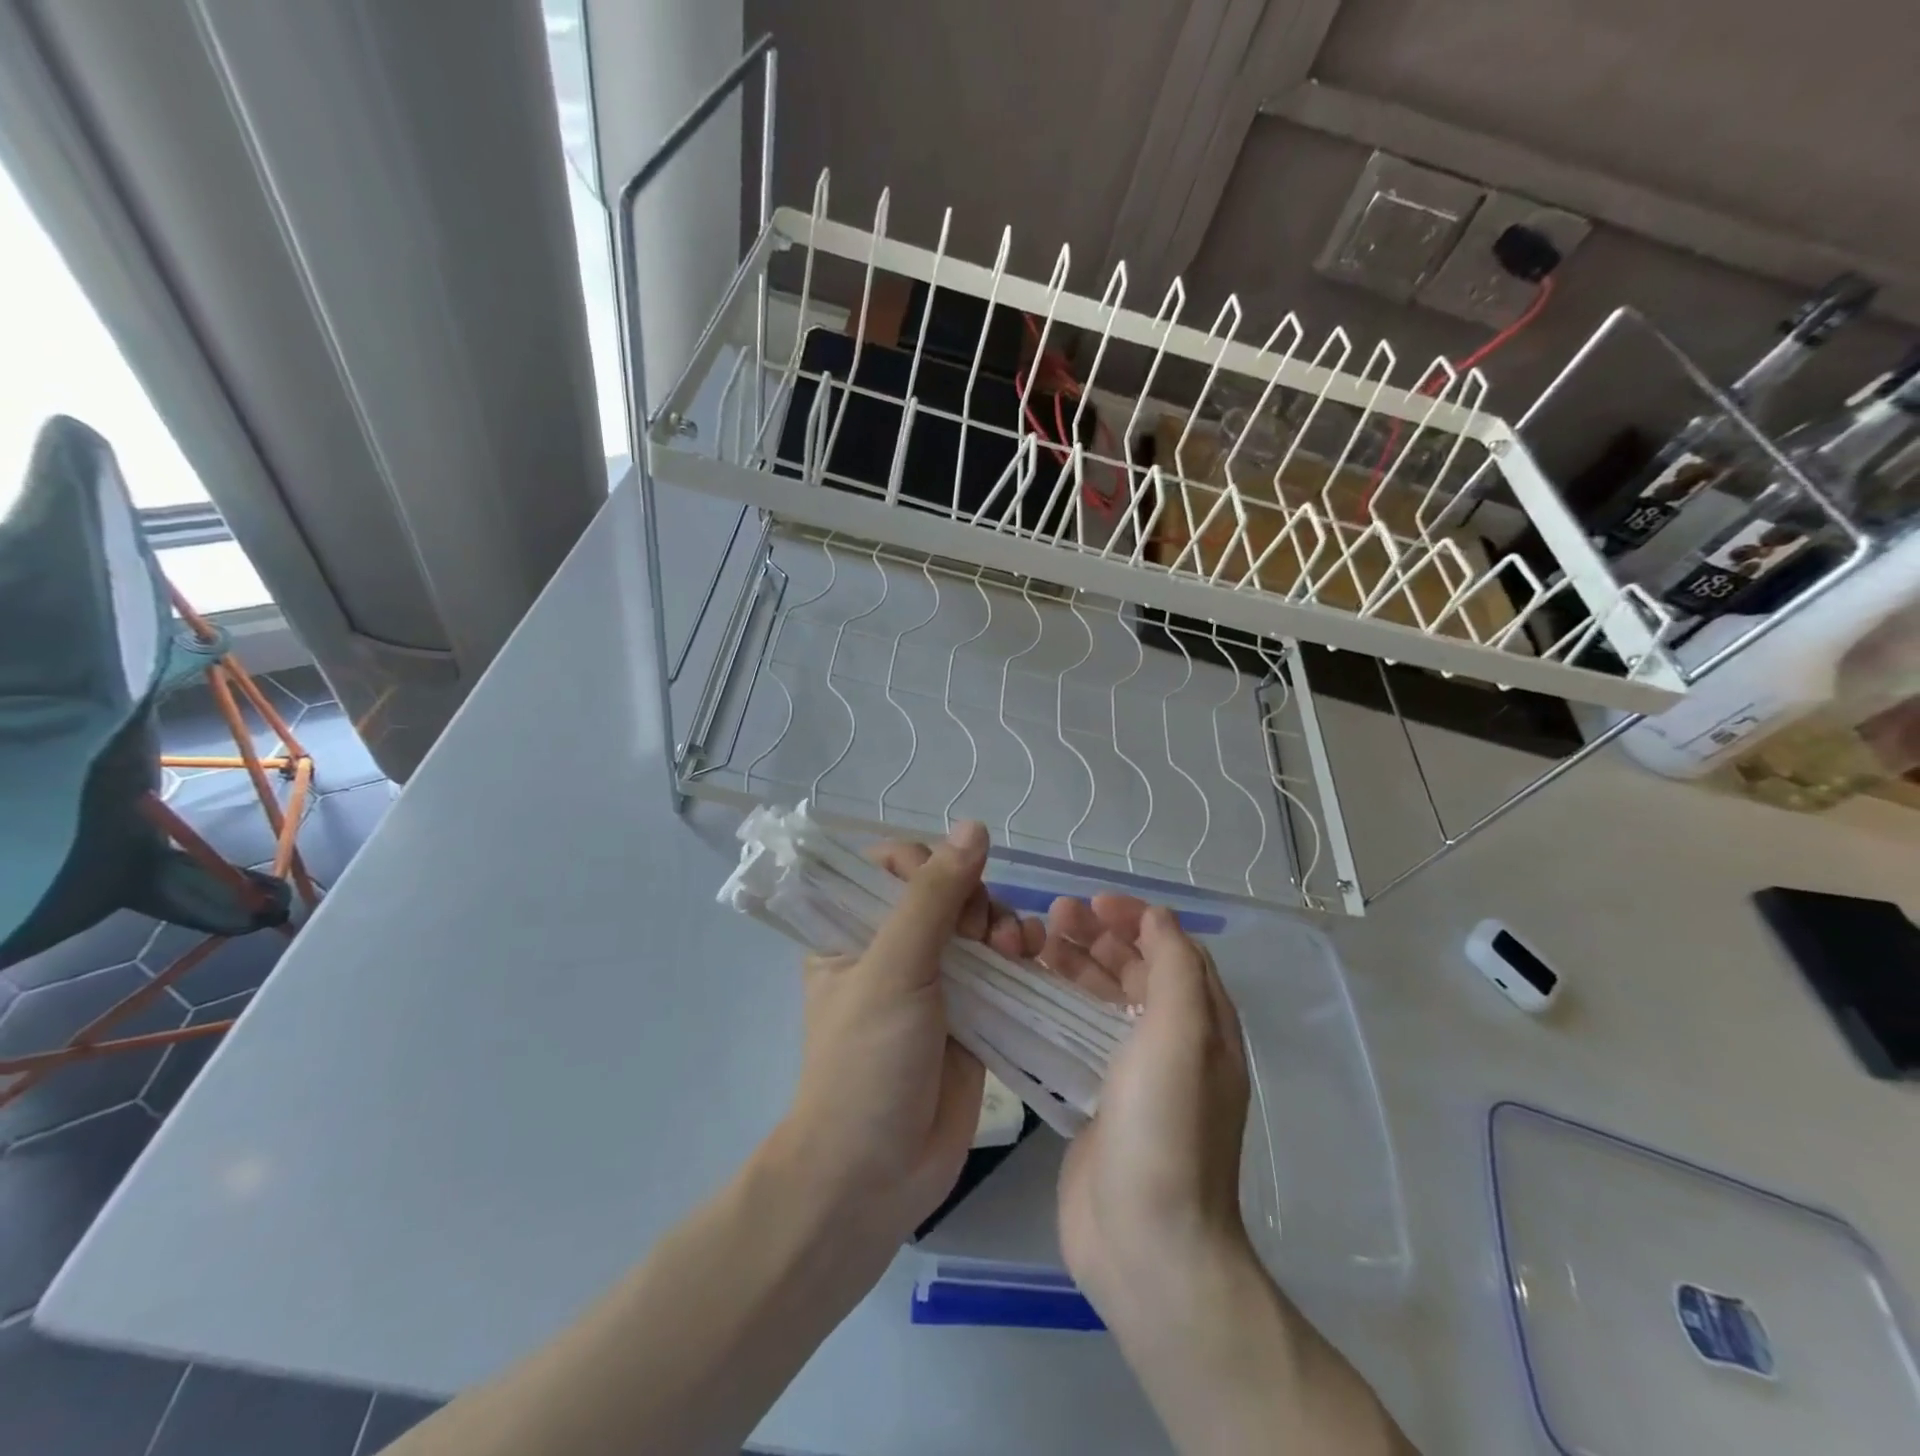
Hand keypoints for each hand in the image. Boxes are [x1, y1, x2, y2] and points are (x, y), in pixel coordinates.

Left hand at [776, 821, 1040, 1242]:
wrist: (874, 1175)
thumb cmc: (866, 1061)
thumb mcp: (893, 968)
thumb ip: (933, 896)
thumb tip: (973, 827)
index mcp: (852, 930)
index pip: (890, 867)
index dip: (924, 865)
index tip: (944, 887)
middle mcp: (892, 948)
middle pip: (945, 890)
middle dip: (972, 898)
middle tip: (979, 932)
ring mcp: (935, 981)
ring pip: (978, 925)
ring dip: (1001, 924)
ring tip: (1012, 950)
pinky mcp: (971, 1012)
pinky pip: (1001, 965)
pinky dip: (1019, 955)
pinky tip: (1031, 959)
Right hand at [1054, 902, 1255, 1324]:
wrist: (1146, 1243)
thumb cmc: (1166, 1127)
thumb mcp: (1182, 1034)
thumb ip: (1175, 967)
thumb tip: (1157, 917)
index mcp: (1203, 1024)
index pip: (1173, 949)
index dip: (1136, 918)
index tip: (1092, 903)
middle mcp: (1172, 1043)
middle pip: (1135, 971)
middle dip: (1099, 937)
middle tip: (1052, 917)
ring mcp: (1133, 1074)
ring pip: (1104, 1001)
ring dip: (1075, 966)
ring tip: (1034, 943)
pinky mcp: (1098, 1100)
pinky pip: (1077, 1036)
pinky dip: (1057, 1007)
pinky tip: (1027, 994)